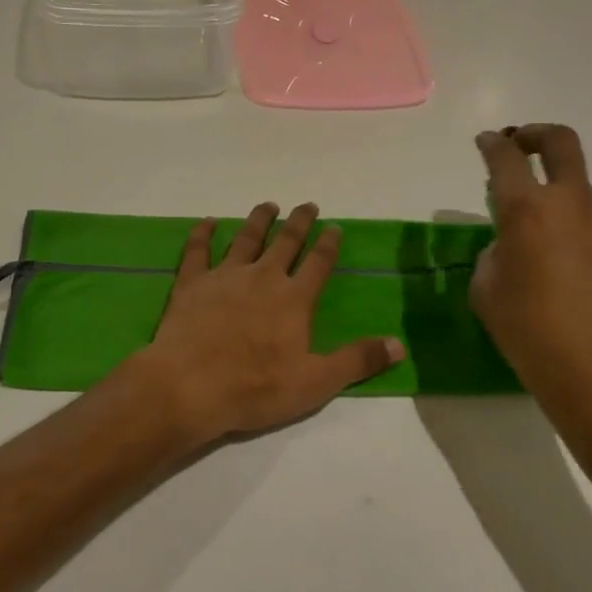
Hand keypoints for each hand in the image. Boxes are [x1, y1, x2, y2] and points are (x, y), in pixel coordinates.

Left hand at [128, 203, 403, 443]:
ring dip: (259, 220)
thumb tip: (400, 344)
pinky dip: (203, 233)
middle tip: (307, 205)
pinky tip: (208, 221)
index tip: (335, 226)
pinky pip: (198, 250)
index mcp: (294, 299)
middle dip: (299, 222)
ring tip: (269, 205)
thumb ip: (358, 360)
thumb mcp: (316, 382)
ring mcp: (225, 276)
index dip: (329, 244)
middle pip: (285, 242)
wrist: (190, 385)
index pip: (318, 264)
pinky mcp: (192, 282)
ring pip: (246, 238)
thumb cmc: (256, 387)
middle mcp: (262, 277)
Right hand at [472, 125, 591, 460]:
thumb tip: (515, 243)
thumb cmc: (529, 332)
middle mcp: (575, 203)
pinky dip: (591, 240)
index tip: (487, 142)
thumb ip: (496, 251)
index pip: (505, 158)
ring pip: (585, 197)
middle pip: (561, 143)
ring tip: (556, 253)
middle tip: (522, 144)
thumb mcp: (487, 289)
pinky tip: (586, 280)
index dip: (493, 145)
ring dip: (565, 208)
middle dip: (536, 134)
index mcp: (528, 210)